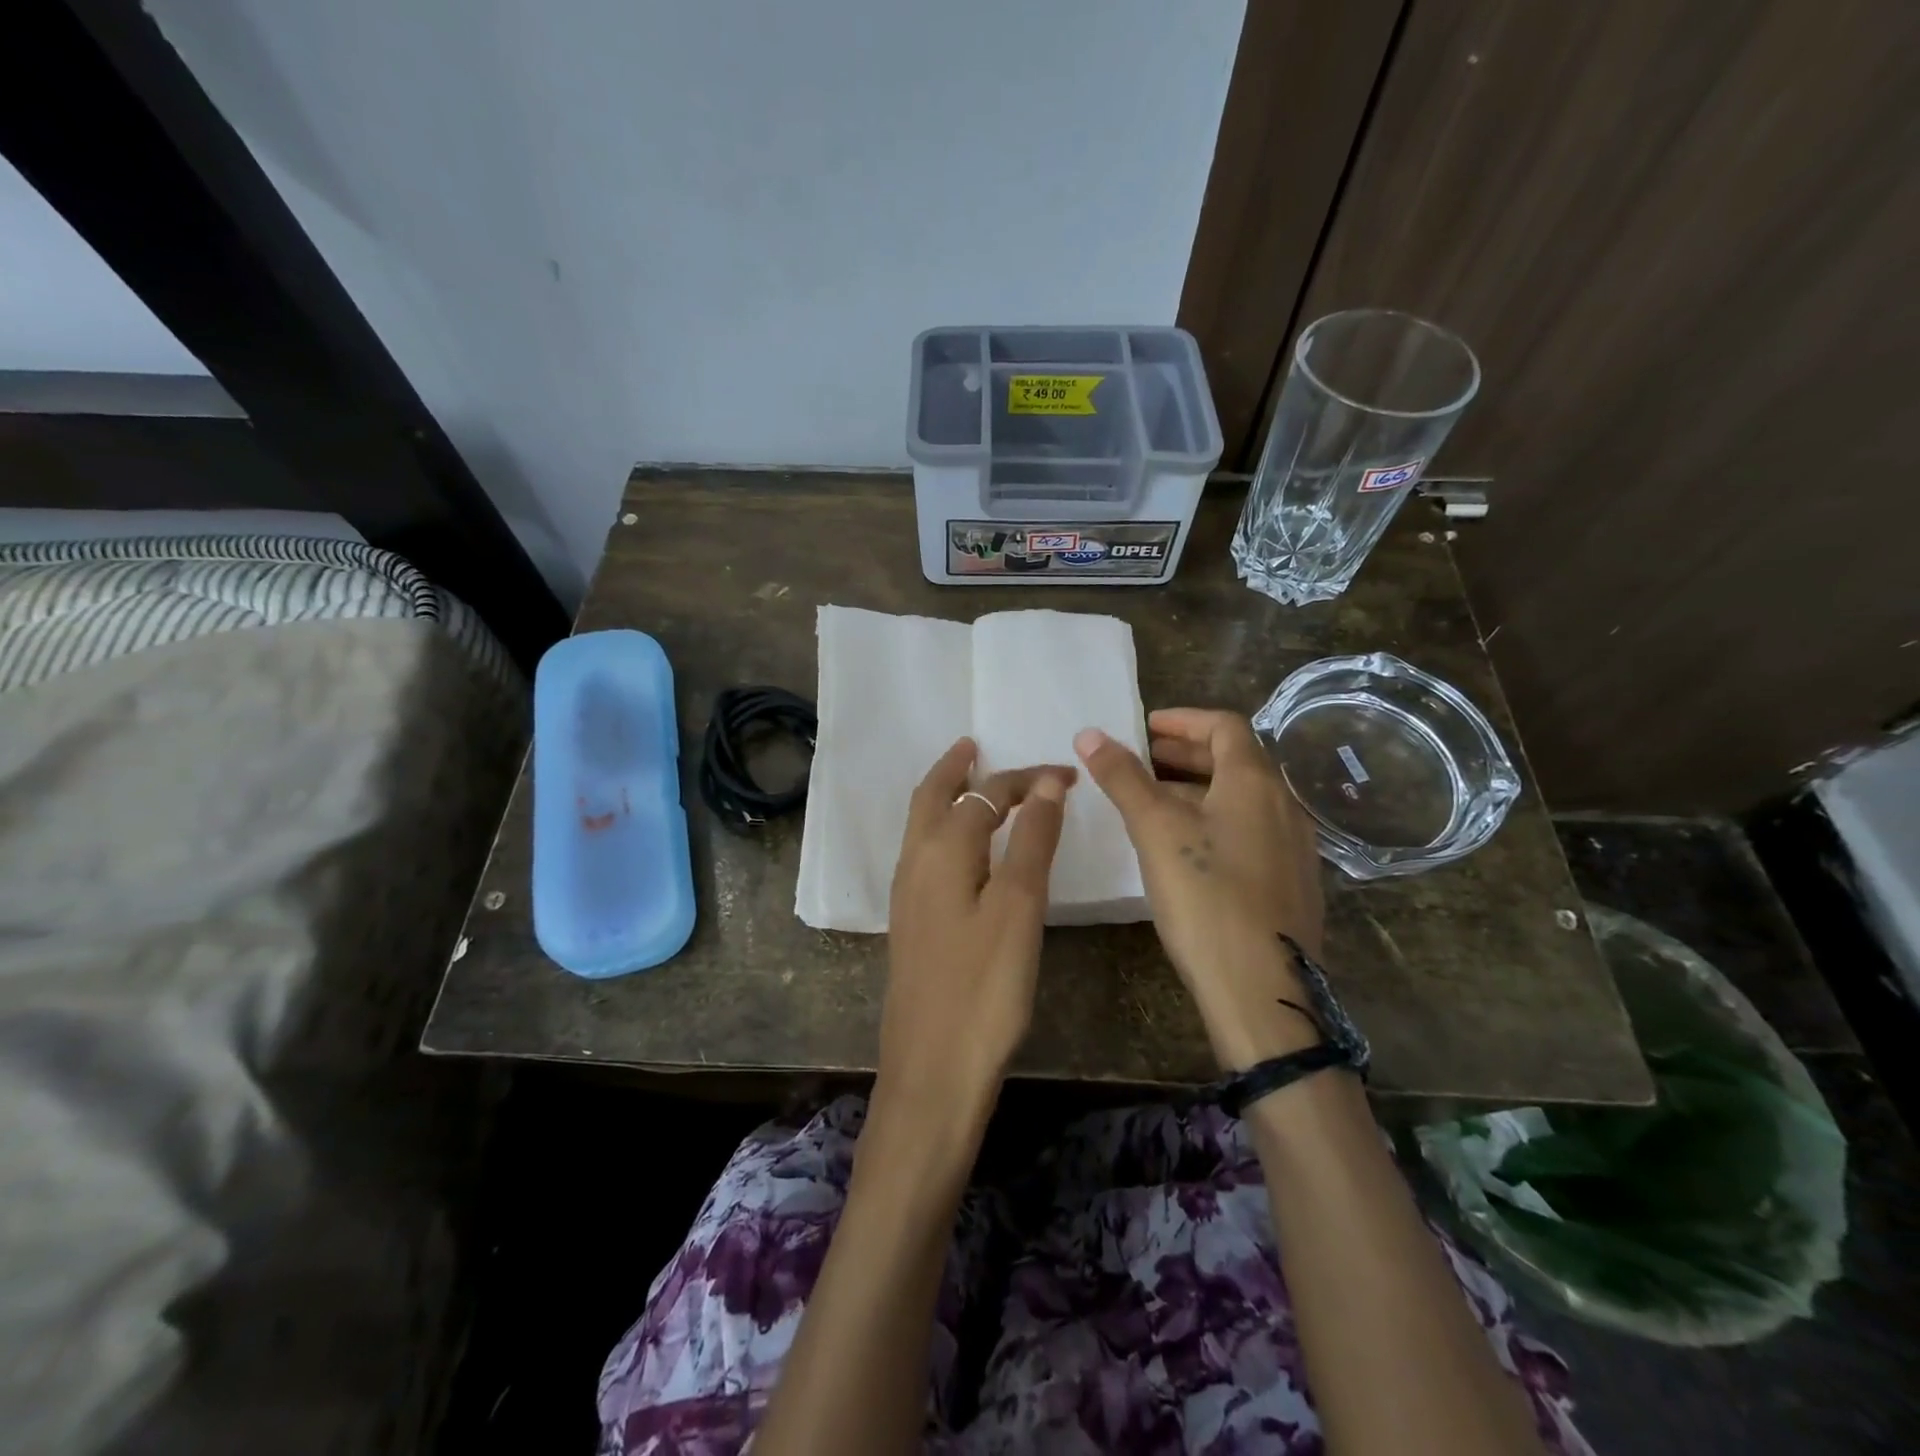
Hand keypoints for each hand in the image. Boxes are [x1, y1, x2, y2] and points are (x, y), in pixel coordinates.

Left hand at [879, 738, 1073, 1126]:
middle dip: (955, 768)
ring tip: (970, 783)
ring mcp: (908, 895)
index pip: (986, 794)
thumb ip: (1032, 840)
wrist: (932, 1070)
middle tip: (975, 745)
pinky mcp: (912, 923)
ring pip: (922, 826)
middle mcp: (915, 863)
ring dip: (945, 797)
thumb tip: (1047, 783)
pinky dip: (943, 830)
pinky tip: (964, 849)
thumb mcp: (1018, 907)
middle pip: (931, 798)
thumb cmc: (984, 987)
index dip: (1027, 779)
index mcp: (941, 851)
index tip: (1066, 774)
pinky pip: (925, 854)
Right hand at [1075, 708, 1326, 1069]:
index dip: (1182, 719)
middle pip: (1235, 760)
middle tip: (1144, 758)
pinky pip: (1252, 830)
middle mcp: (1284, 804)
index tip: (1145, 727)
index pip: (1223, 726)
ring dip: (1199, 788)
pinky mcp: (1293, 882)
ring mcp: (1295, 846)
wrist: (1264, 990)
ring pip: (1243, 798)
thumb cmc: (1206, 897)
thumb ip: (1123, 778)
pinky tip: (1189, 849)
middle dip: (1186, 753)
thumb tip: (1089, 733)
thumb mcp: (1155, 830)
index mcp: (1255, 782)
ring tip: (1155, 801)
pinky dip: (1217, 820)